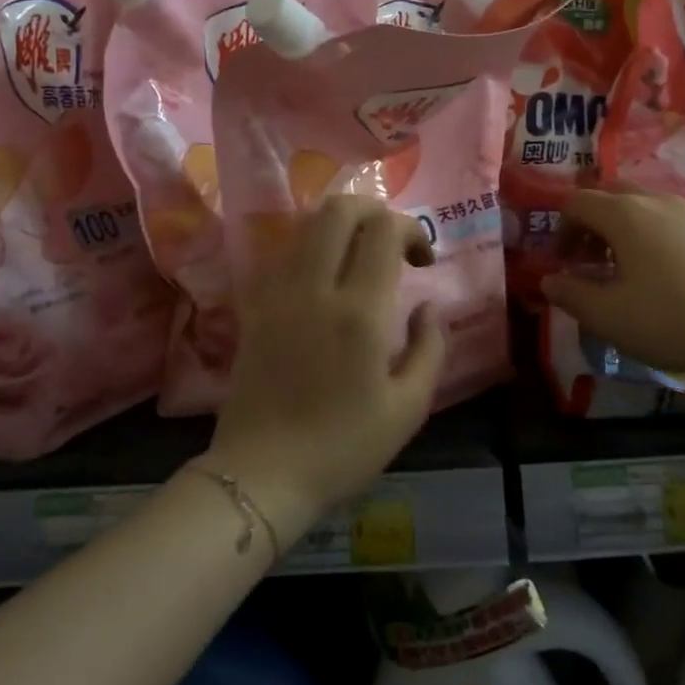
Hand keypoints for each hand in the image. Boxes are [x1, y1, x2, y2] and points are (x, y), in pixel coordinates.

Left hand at [207, 195, 445, 539]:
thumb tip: (429, 308)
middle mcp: (315, 289)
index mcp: (360, 312)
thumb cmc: (343, 447)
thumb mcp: (409, 408)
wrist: (261, 475)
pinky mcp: (254, 307)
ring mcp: (278, 294)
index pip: (384, 229)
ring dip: (341, 227)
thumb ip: (430, 348)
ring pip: (307, 225)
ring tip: (360, 260)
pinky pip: (284, 255)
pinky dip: (311, 249)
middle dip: (374, 210)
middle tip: (392, 243)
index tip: (423, 262)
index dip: (412, 230)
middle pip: (339, 209)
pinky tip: (325, 281)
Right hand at [541, 188, 684, 388]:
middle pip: (611, 194)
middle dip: (592, 222)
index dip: (561, 229)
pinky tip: (665, 276)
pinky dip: (654, 236)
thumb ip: (571, 295)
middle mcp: (657, 202)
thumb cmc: (669, 319)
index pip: (577, 202)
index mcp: (624, 214)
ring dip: (623, 228)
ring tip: (625, 268)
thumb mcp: (608, 316)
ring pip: (645, 205)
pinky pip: (672, 222)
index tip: (563, 262)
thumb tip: (549, 280)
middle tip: (590, 258)